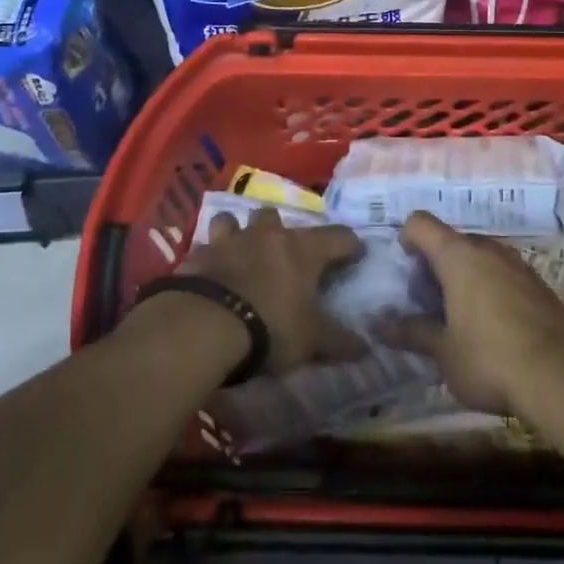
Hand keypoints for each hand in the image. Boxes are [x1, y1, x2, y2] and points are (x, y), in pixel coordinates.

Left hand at [176, 205, 364, 371]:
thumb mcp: (311, 341)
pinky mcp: (198, 254)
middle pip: (277, 216)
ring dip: (238, 232)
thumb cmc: (270, 327)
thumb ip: (338, 341)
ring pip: (235, 220)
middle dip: (281, 230)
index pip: (338, 236)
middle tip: (285, 254)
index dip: (349, 245)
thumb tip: (365, 348)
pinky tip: (209, 272)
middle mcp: (267, 234)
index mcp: (302, 249)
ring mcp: (230, 240)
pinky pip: (205, 247)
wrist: (205, 325)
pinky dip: (210, 257)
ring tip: (240, 251)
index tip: (356, 254)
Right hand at [378, 211, 563, 416]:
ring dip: (466, 277)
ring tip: (461, 318)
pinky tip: (495, 328)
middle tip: (430, 303)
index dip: (408, 239)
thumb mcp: (444, 353)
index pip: (421, 224)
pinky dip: (492, 289)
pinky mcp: (541, 285)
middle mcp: (488, 250)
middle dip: (437, 265)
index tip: (407, 268)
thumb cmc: (490, 359)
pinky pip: (505, 275)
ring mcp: (519, 265)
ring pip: (482, 258)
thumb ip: (413, 333)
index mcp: (458, 256)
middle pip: (453, 241)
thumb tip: (382, 325)